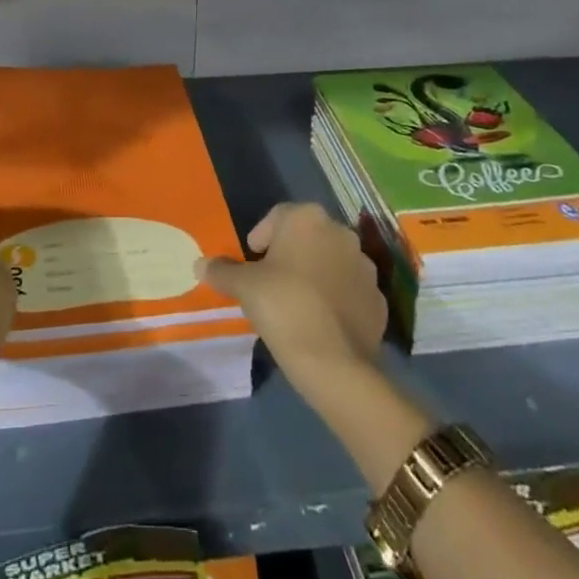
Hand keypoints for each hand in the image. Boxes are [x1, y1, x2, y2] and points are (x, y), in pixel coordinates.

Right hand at [197, 201, 387, 388]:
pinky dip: (336, 298)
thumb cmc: (283, 306)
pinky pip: (350, 290)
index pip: (277, 216)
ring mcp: (365, 265)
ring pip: (331, 261)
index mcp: (307, 218)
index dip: (261, 237)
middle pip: (307, 236)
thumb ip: (222, 271)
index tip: (252, 260)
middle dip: (290, 253)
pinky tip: (321, 321)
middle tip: (271, 281)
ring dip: (316, 273)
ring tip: (297, 302)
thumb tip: (200, 264)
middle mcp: (340, 232)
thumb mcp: (243, 287)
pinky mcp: (378, 298)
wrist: (334, 361)